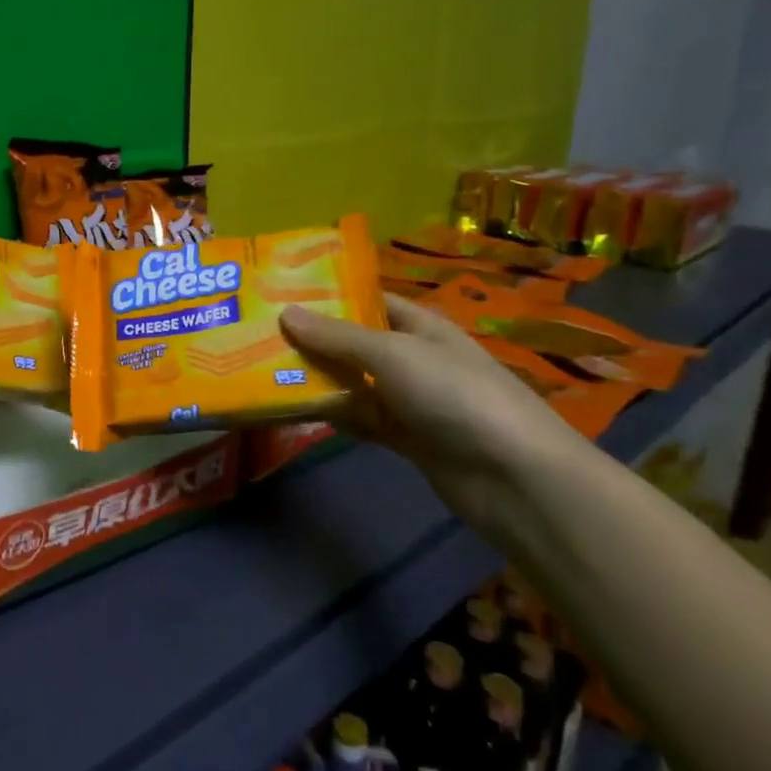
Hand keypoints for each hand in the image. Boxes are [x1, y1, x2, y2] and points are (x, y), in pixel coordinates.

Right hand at [280, 294, 583, 533]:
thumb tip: (286, 313)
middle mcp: (413, 358)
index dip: (329, 296)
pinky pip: (361, 419)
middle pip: (355, 343)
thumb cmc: (454, 395)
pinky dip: (335, 415)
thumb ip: (338, 337)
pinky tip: (296, 412)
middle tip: (258, 334)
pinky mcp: (406, 438)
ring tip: (263, 371)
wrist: (512, 476)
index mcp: (420, 326)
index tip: (280, 294)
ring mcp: (410, 400)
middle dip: (313, 340)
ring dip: (318, 380)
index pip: (368, 300)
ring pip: (354, 383)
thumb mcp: (393, 354)